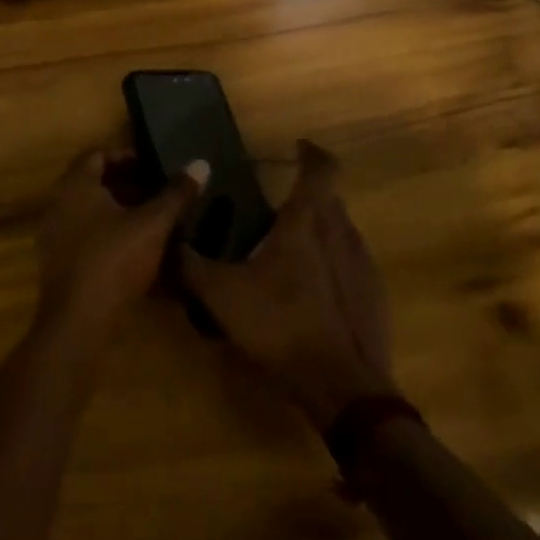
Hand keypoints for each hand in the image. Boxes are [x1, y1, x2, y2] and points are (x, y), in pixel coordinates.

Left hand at [35, 147, 207, 348]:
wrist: (78, 323)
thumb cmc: (114, 260)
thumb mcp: (153, 225)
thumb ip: (176, 194)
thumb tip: (201, 164)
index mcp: (76, 184)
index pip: (98, 154)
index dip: (127, 157)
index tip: (153, 168)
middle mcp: (58, 202)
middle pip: (93, 182)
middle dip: (126, 184)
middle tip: (157, 192)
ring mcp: (54, 233)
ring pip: (89, 211)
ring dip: (117, 211)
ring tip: (151, 220)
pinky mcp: (57, 262)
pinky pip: (83, 235)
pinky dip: (107, 234)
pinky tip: (134, 249)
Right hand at [181, 140, 395, 429]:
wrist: (346, 391)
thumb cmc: (282, 326)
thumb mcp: (222, 296)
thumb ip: (190, 265)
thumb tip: (164, 240)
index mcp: (307, 222)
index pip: (321, 168)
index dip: (311, 152)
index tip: (297, 148)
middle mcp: (340, 233)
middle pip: (330, 199)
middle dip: (308, 195)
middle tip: (278, 206)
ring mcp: (363, 266)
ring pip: (342, 232)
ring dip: (321, 230)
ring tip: (291, 249)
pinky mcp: (375, 298)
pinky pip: (352, 265)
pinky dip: (333, 265)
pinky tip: (311, 291)